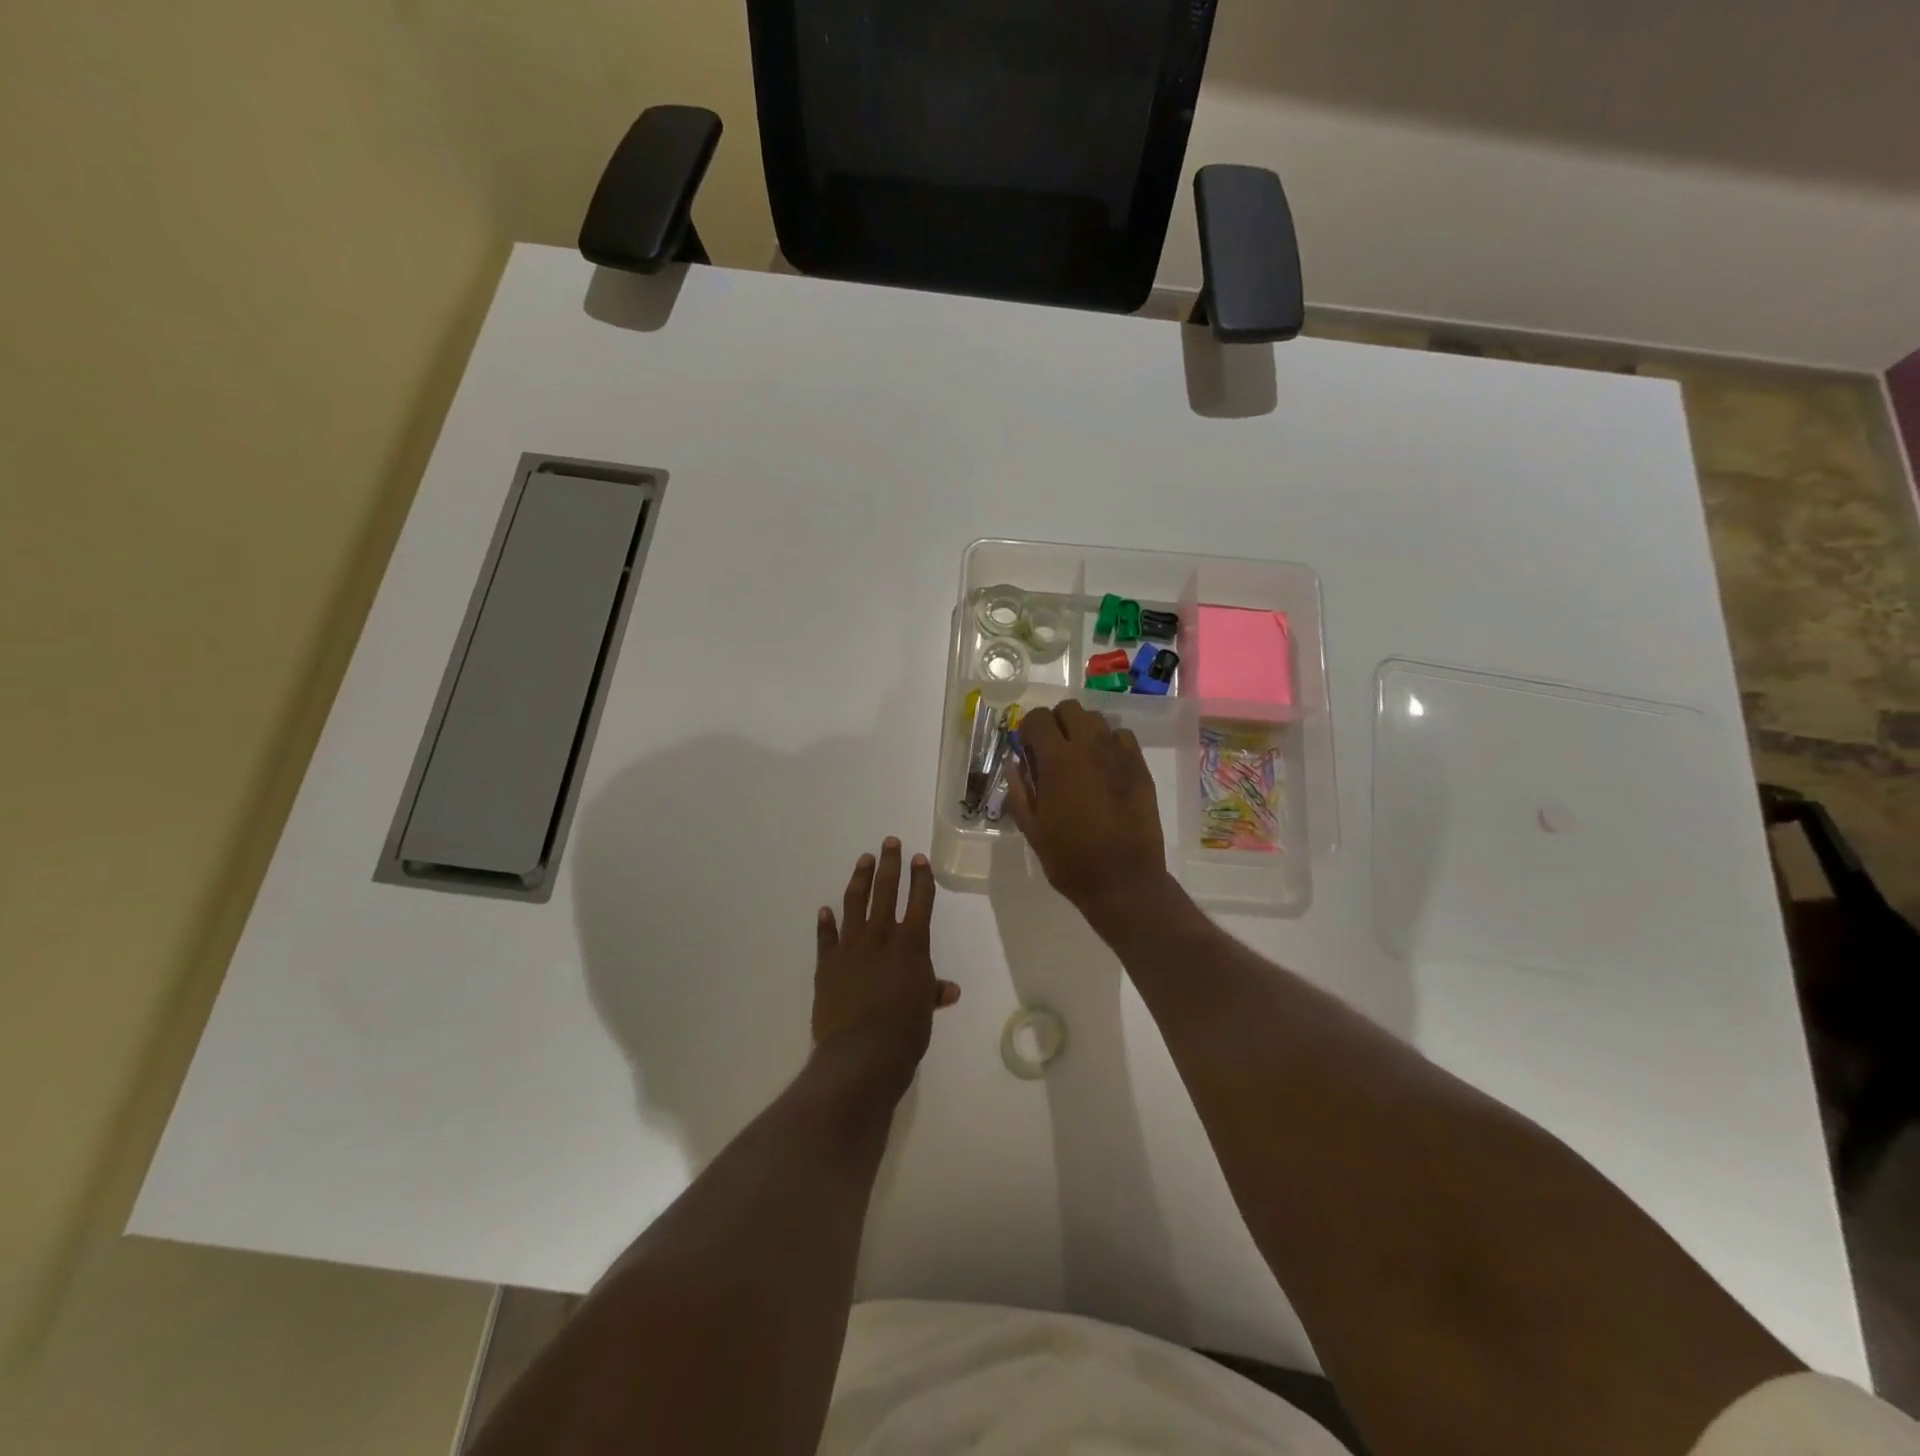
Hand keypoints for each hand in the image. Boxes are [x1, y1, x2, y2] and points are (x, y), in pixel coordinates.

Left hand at [812, 839, 960, 1104]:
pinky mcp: (827, 962)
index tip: (919, 858)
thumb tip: (949, 990)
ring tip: (863, 860)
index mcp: (911, 945)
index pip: (919, 901)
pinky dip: (826, 922)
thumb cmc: (905, 1031)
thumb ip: (932, 992)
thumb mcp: (924, 1009)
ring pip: (855, 903)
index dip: (921, 878)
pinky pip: (826, 937)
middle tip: (889, 842)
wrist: (861, 1052)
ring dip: (860, 879)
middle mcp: (881, 936)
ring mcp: (851, 947)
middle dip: (890, 864)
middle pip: (886, 890)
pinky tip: (825, 910)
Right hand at [1007, 702, 1171, 918]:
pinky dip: (1110, 743)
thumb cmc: (1069, 859)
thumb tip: (1014, 762)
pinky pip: (1123, 737)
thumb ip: (1019, 790)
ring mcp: (1119, 755)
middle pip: (1069, 708)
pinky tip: (1105, 768)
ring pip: (1097, 719)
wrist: (1123, 880)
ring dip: (1083, 731)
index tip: (1027, 748)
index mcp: (1057, 760)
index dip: (1028, 729)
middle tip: (1052, 750)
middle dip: (1056, 722)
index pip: (1037, 718)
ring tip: (1080, 758)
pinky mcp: (1140, 768)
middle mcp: (1089, 747)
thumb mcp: (1032, 828)